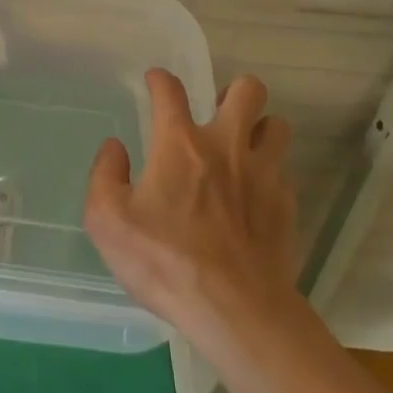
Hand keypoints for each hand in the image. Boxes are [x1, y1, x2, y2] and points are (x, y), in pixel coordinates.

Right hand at [84, 71, 297, 334]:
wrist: (237, 313)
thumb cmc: (166, 262)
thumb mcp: (108, 221)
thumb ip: (105, 175)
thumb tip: (115, 148)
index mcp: (180, 143)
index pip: (170, 90)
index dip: (160, 80)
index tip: (155, 82)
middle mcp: (226, 145)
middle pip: (247, 89)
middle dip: (234, 91)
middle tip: (217, 112)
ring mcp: (263, 174)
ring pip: (276, 125)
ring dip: (260, 128)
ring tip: (243, 147)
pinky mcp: (287, 206)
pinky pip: (284, 171)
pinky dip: (270, 173)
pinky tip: (256, 195)